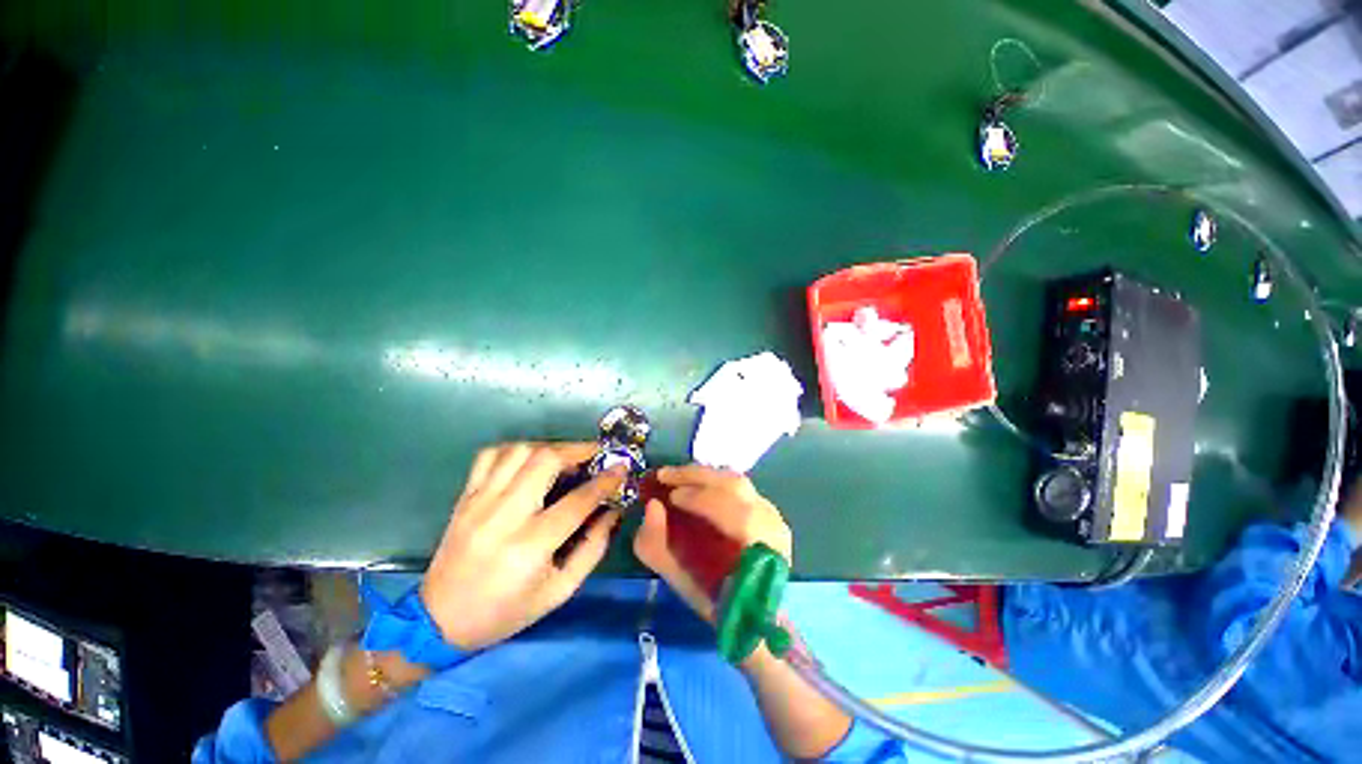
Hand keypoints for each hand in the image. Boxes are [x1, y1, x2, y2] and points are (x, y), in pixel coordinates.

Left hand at [420, 442, 625, 649]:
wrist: (439, 621)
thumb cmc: (506, 611)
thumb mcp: (559, 591)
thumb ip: (592, 548)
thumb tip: (613, 511)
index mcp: (530, 546)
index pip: (578, 501)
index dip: (605, 481)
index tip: (622, 467)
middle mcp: (503, 516)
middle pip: (545, 460)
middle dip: (578, 450)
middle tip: (595, 455)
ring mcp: (480, 501)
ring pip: (520, 451)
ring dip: (550, 447)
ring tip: (566, 458)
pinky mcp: (465, 496)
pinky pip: (491, 455)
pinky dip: (517, 449)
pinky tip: (530, 460)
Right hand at [633, 465, 791, 623]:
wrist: (752, 612)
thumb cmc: (717, 600)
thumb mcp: (680, 581)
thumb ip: (658, 546)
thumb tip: (652, 506)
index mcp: (756, 550)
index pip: (732, 512)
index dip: (698, 498)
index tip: (669, 496)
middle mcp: (771, 526)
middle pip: (735, 485)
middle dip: (696, 476)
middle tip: (665, 475)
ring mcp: (774, 516)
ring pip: (738, 482)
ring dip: (704, 475)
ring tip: (677, 476)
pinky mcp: (770, 510)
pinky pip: (741, 487)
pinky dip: (715, 481)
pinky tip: (697, 484)